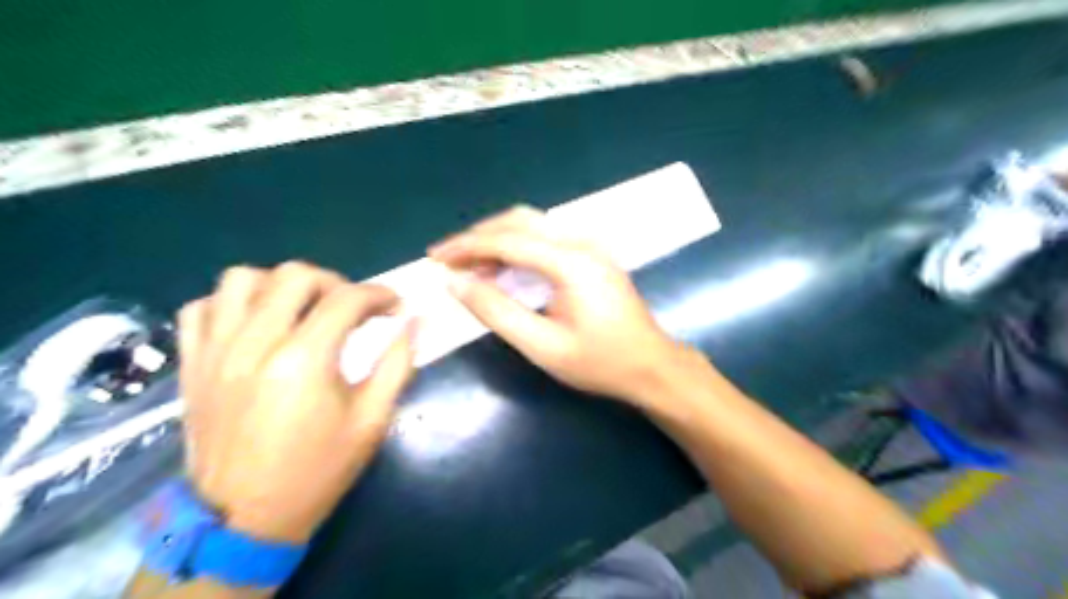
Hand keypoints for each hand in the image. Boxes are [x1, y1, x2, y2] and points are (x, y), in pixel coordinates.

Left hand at [176, 263, 414, 541]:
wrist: (244, 518)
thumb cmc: (318, 469)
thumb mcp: (372, 420)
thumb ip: (397, 363)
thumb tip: (414, 321)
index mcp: (304, 360)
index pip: (346, 299)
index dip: (379, 294)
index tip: (395, 307)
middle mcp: (254, 344)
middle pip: (295, 275)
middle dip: (335, 282)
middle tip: (352, 308)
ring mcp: (216, 351)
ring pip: (242, 279)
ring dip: (281, 285)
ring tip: (302, 309)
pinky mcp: (192, 363)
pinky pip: (203, 307)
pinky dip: (233, 303)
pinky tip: (256, 324)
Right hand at [427, 207, 682, 406]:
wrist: (651, 365)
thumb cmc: (600, 362)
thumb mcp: (542, 346)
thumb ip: (497, 313)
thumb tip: (456, 283)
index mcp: (572, 262)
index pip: (508, 240)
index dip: (466, 246)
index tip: (435, 257)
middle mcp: (582, 242)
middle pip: (519, 221)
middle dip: (478, 236)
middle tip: (447, 259)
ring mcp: (590, 245)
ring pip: (532, 225)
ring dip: (496, 239)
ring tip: (468, 265)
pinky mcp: (592, 254)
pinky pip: (546, 238)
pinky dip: (516, 246)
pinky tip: (501, 267)